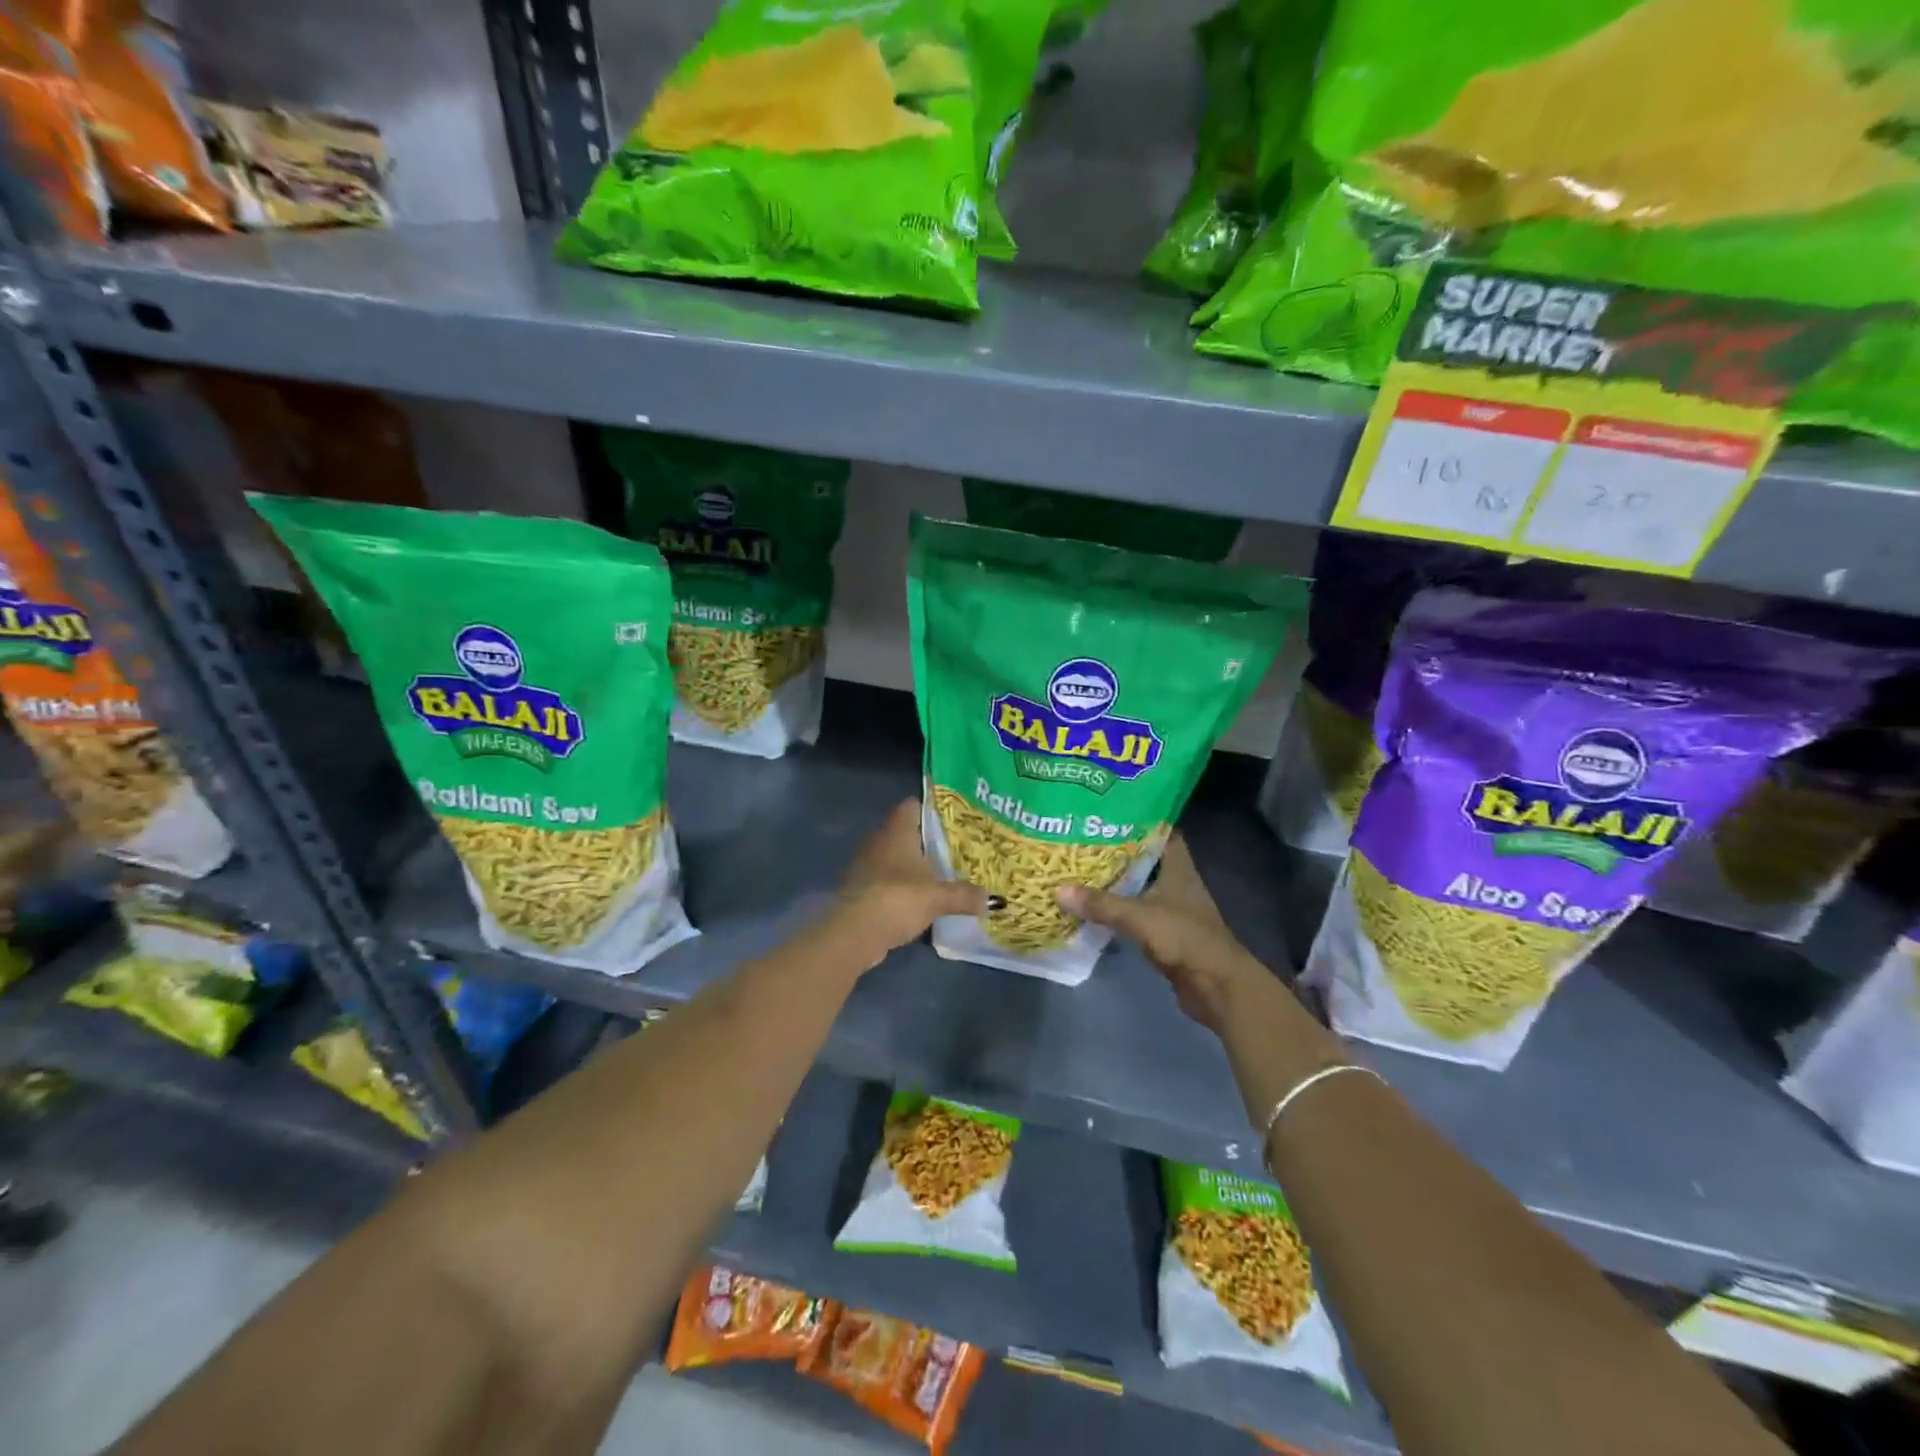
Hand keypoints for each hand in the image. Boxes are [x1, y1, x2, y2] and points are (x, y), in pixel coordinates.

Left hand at [831, 799, 990, 963]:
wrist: (855, 933)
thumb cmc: (899, 899)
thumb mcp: (939, 898)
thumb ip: (966, 896)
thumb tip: (994, 901)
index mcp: (897, 831)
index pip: (912, 806)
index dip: (930, 809)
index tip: (951, 820)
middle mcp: (878, 841)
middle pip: (903, 831)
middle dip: (924, 841)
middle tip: (951, 850)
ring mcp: (864, 864)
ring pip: (891, 857)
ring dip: (908, 866)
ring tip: (936, 876)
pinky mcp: (857, 888)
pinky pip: (882, 879)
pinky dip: (896, 885)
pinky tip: (913, 899)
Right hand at [1057, 833, 1259, 1032]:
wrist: (1216, 985)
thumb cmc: (1185, 938)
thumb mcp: (1140, 916)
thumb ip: (1101, 904)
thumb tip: (1058, 890)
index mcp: (1177, 866)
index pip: (1160, 831)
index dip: (1137, 819)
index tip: (1106, 814)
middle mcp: (1175, 881)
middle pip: (1143, 858)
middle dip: (1115, 850)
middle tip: (1080, 839)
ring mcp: (1170, 907)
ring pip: (1137, 885)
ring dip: (1114, 880)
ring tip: (1078, 867)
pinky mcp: (1163, 931)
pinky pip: (1134, 911)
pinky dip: (1116, 907)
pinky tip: (1090, 904)